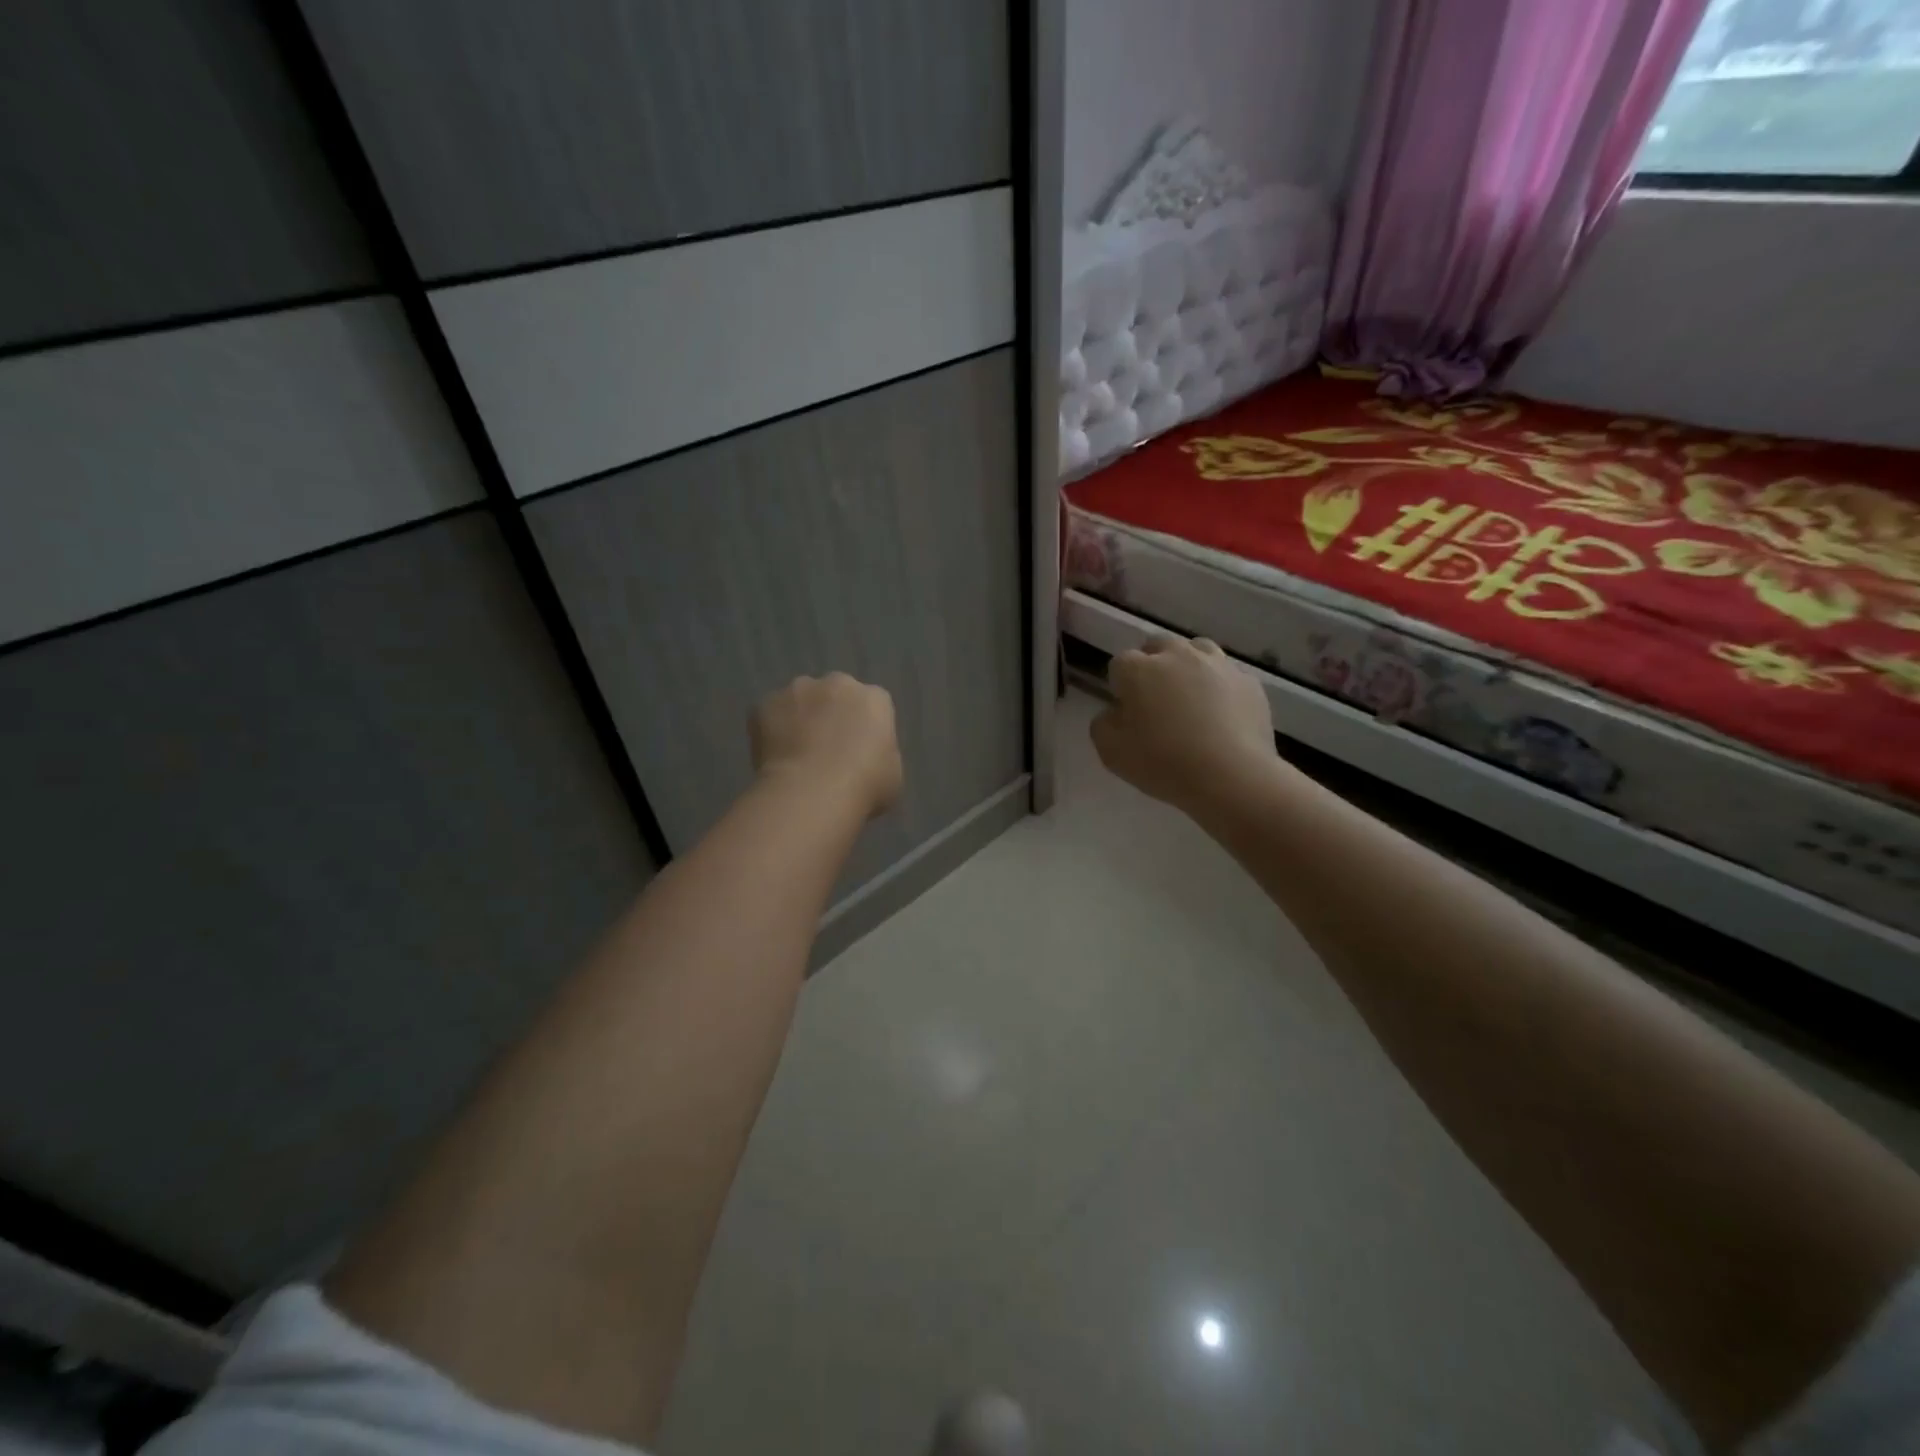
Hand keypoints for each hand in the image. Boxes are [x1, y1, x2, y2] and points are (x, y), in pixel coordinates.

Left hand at [751, 673, 902, 820]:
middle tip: (826, 750)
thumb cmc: (863, 786)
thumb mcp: (893, 774)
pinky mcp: (764, 705)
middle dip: (831, 715)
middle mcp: (837, 683)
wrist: (811, 792)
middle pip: (835, 694)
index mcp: (874, 699)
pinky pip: (770, 715)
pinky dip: (771, 731)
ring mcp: (798, 691)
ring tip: (796, 755)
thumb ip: (880, 755)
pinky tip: (774, 758)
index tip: (859, 751)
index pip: (873, 705)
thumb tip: (865, 758)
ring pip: (800, 700)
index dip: (865, 727)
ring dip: (799, 719)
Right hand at [1091, 637, 1275, 813]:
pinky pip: (1227, 677)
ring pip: (1197, 652)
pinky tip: (1222, 717)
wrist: (1232, 776)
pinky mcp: (1249, 683)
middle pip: (1159, 647)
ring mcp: (1218, 665)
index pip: (1119, 664)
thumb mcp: (1111, 752)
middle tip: (1157, 702)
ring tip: (1191, 700)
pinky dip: (1221, 689)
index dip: (1121, 687)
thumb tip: (1116, 712)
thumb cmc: (1163, 762)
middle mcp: (1178, 655)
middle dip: (1153, 666)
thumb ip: (1103, 724)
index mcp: (1139, 669)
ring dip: (1189, 669)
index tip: (1127, 712)